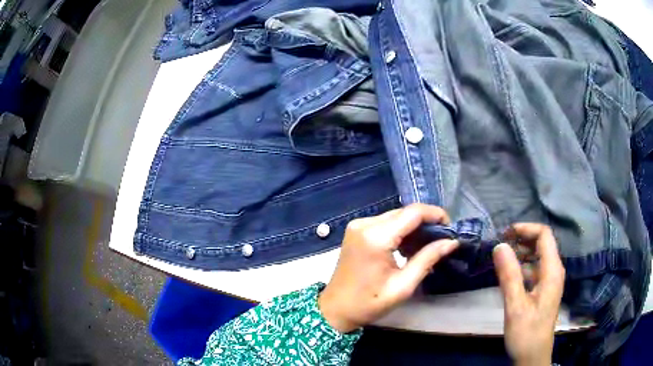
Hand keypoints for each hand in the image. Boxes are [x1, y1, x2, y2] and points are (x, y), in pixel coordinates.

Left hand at [318, 204, 458, 332]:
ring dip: (414, 228)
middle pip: (404, 212)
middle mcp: (365, 224)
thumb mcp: (403, 286)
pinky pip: (385, 223)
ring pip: (396, 217)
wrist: (335, 309)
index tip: (451, 228)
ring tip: (427, 248)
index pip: (413, 212)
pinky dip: (400, 232)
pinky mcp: (356, 230)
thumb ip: (428, 259)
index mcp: (376, 237)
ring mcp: (358, 225)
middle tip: (441, 241)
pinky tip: (408, 249)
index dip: (436, 215)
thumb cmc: (369, 303)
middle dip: (426, 223)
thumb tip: (452, 242)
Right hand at [493, 223, 565, 365]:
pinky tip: (508, 274)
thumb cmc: (526, 333)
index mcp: (552, 271)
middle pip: (542, 243)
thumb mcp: (516, 306)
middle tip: (500, 245)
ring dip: (521, 252)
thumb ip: (509, 276)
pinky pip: (534, 269)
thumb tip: (499, 245)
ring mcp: (549, 281)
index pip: (544, 235)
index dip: (526, 229)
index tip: (504, 234)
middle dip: (522, 239)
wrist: (532, 356)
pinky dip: (522, 266)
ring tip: (501, 257)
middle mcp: (554, 271)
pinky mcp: (543, 290)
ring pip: (538, 256)